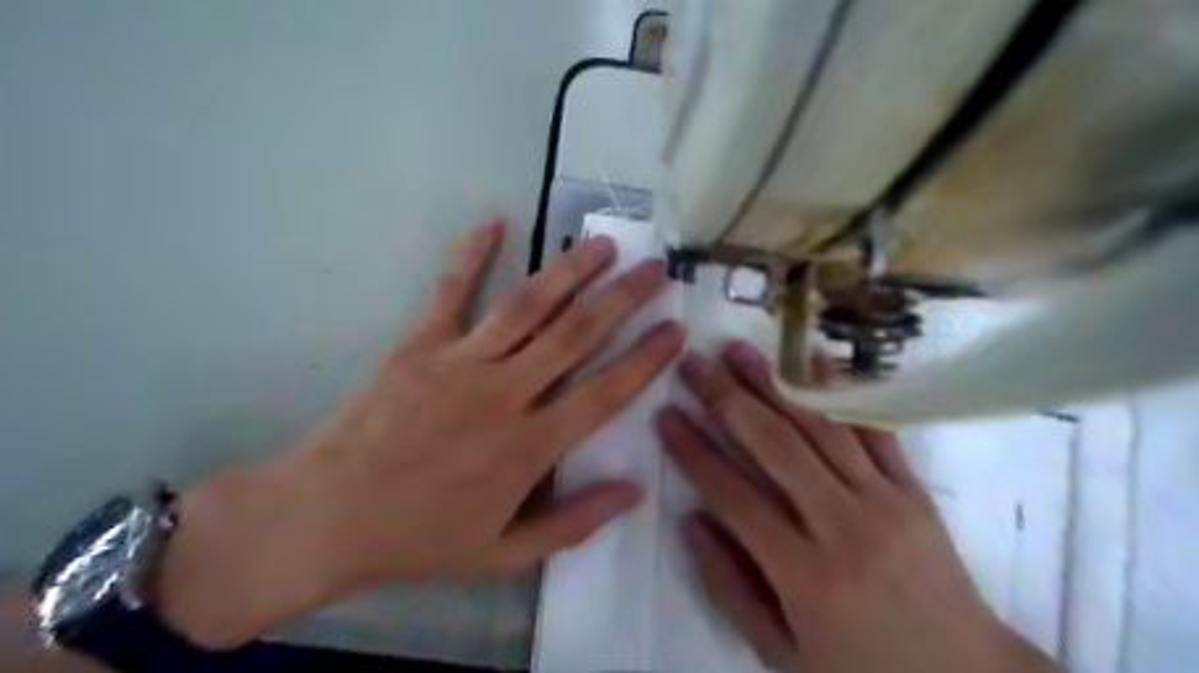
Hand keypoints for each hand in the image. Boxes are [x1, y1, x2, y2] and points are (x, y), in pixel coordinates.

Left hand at [154, 219, 681, 648]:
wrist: (324, 517)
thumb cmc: (418, 539)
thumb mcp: (503, 554)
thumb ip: (573, 523)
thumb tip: (634, 492)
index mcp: (529, 446)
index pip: (606, 392)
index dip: (646, 359)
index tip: (675, 330)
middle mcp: (504, 393)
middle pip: (577, 334)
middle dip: (623, 298)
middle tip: (654, 268)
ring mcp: (460, 362)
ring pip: (528, 305)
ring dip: (570, 270)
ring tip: (602, 243)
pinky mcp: (419, 345)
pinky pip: (451, 291)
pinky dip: (472, 254)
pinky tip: (494, 221)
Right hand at [656, 345, 1057, 671]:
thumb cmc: (863, 669)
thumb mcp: (782, 652)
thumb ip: (730, 586)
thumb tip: (690, 520)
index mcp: (805, 575)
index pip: (733, 496)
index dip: (692, 452)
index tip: (664, 415)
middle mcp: (844, 526)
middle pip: (774, 446)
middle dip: (725, 399)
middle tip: (692, 365)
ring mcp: (884, 500)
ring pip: (818, 426)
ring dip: (772, 382)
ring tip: (736, 350)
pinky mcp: (913, 489)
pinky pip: (872, 429)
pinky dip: (838, 392)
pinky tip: (810, 360)